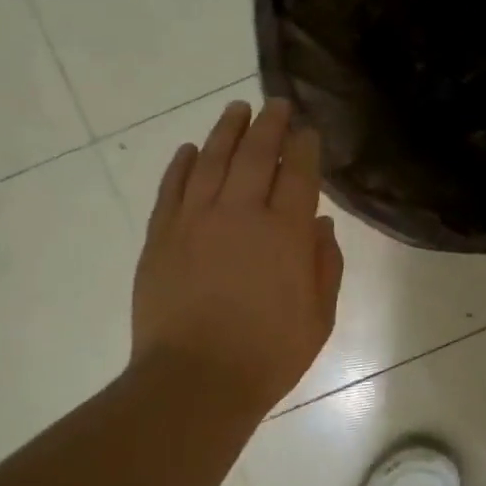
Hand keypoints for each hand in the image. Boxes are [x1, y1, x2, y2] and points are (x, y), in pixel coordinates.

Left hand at [132, 98, 343, 415]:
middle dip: (268, 125)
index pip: (297, 173)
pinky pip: (171, 188)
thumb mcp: (319, 316)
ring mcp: (194, 221)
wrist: (195, 381)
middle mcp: (239, 213)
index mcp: (284, 232)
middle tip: (275, 104)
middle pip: (255, 154)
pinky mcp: (161, 236)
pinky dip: (180, 165)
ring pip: (210, 161)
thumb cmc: (268, 354)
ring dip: (225, 131)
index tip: (307, 130)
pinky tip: (187, 150)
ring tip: (236, 109)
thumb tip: (319, 225)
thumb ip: (324, 265)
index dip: (304, 147)